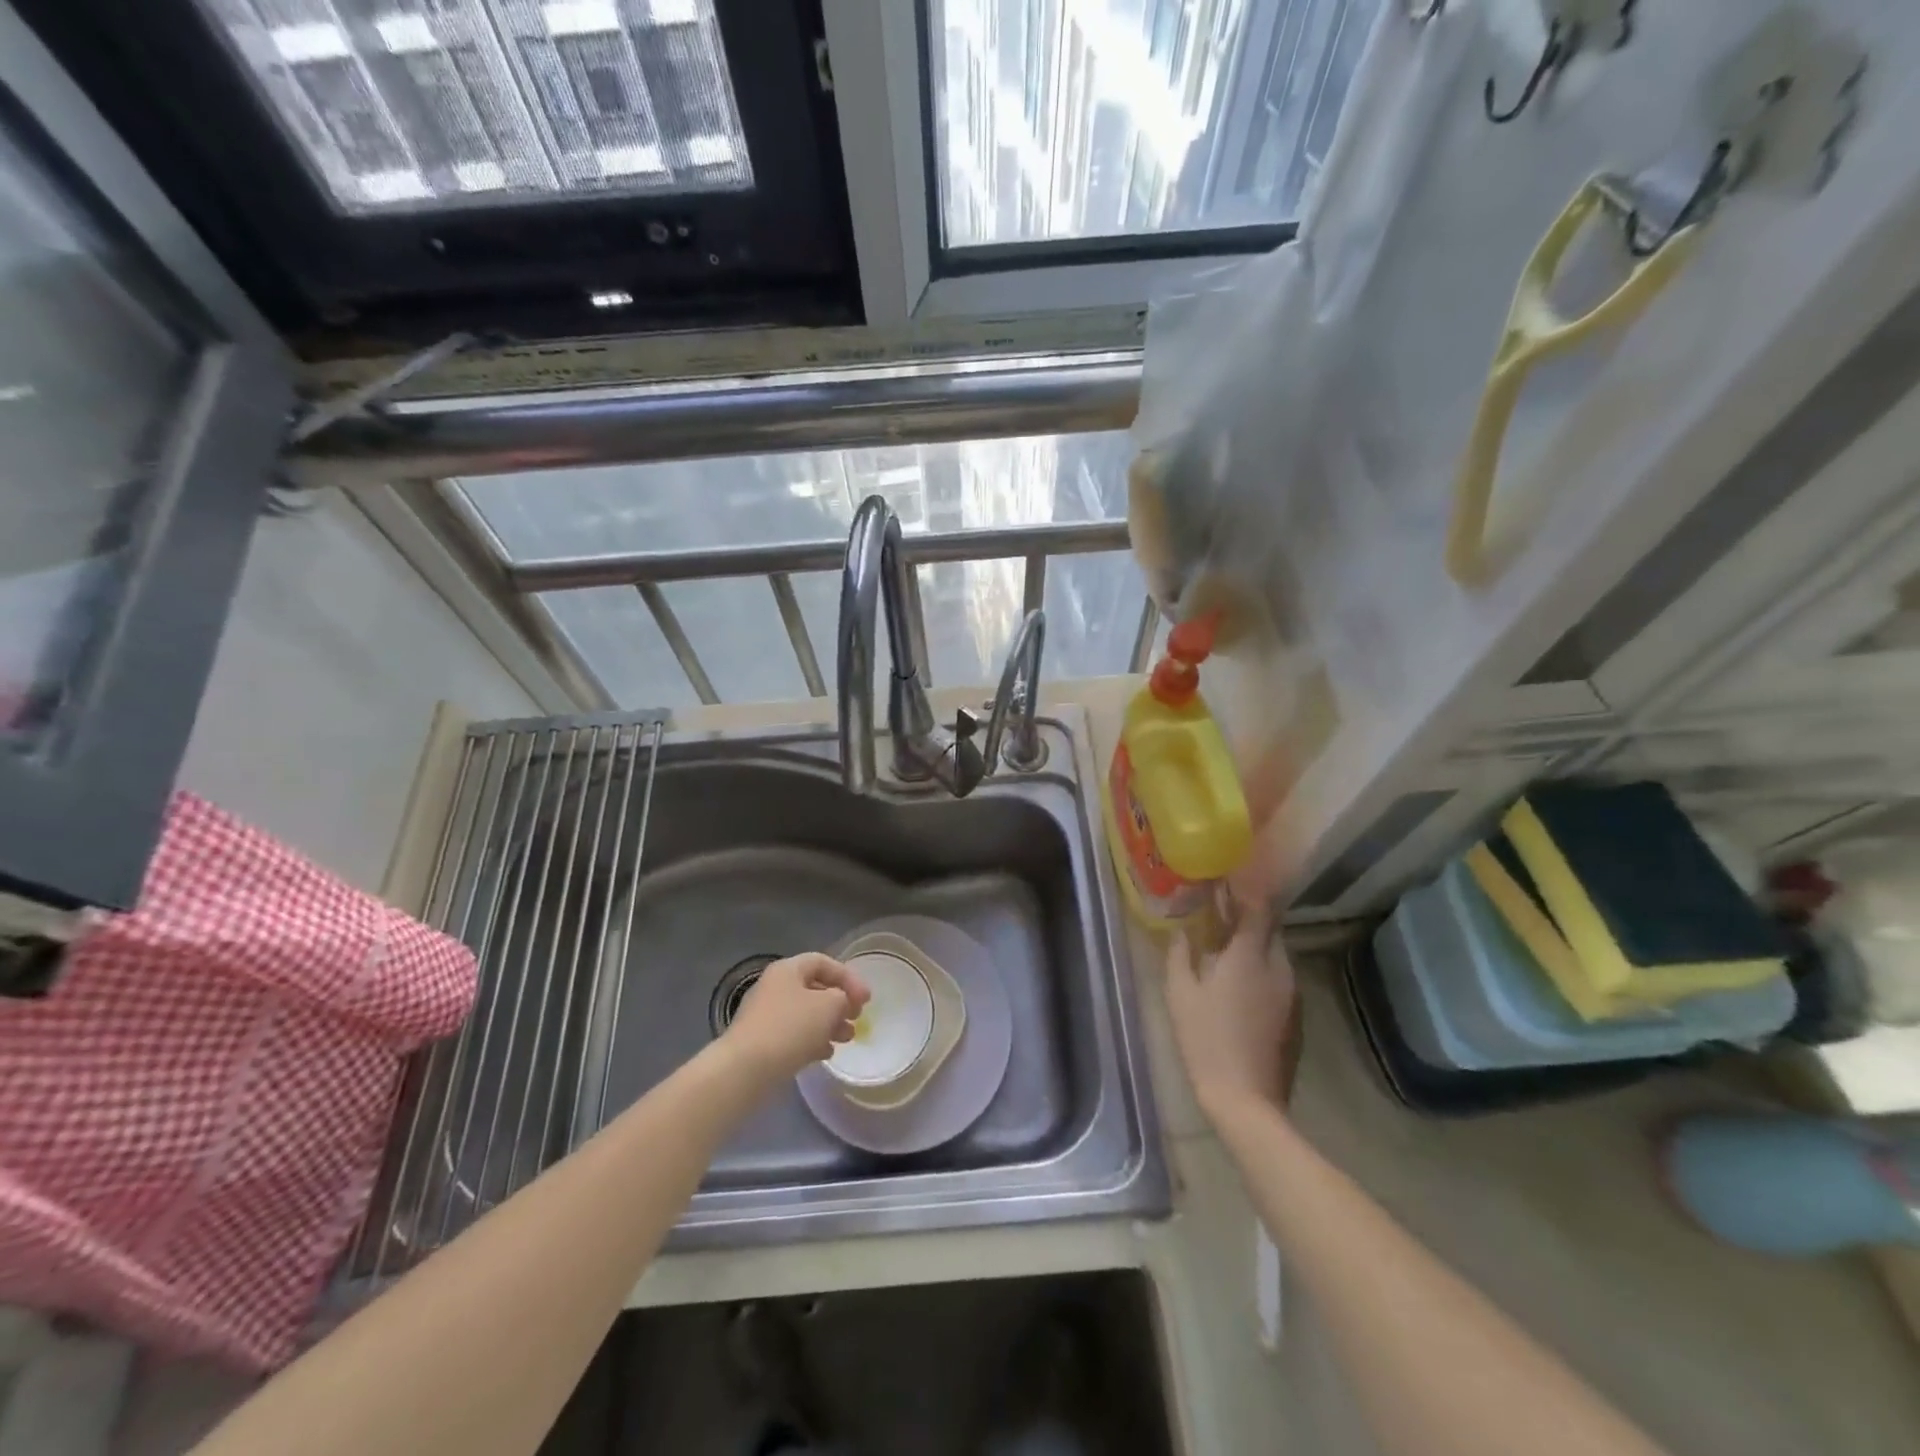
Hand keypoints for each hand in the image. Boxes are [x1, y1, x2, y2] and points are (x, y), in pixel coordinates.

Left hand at [720, 952, 869, 1085]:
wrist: (745, 1070)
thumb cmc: (790, 1028)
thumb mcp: (828, 1006)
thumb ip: (842, 998)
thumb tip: (839, 1002)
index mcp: (788, 970)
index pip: (823, 962)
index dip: (848, 977)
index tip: (866, 1000)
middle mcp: (775, 987)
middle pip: (815, 988)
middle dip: (840, 1003)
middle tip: (857, 1018)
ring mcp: (766, 1015)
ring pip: (806, 1013)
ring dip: (829, 1024)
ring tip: (847, 1038)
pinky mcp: (762, 1042)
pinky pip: (794, 1034)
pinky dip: (813, 1040)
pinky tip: (826, 1054)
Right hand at [1163, 901, 1300, 1121]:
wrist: (1247, 1101)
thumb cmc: (1206, 1040)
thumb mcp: (1180, 994)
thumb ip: (1180, 955)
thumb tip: (1182, 931)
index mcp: (1250, 956)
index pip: (1258, 908)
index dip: (1244, 891)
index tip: (1227, 880)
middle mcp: (1278, 968)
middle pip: (1270, 929)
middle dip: (1248, 917)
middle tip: (1220, 913)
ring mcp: (1292, 994)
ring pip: (1275, 955)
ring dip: (1254, 945)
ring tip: (1226, 947)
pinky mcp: (1295, 1017)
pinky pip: (1278, 979)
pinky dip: (1261, 970)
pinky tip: (1239, 984)